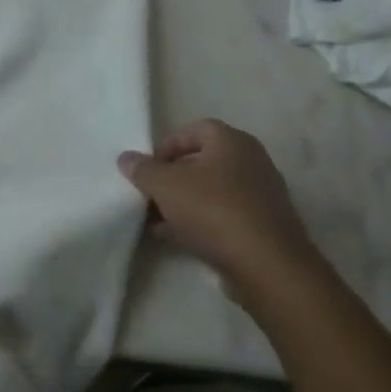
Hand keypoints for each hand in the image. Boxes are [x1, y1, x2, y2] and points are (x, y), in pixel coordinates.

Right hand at [118, 120, 319, 301]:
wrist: (264, 262)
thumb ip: (142, 169)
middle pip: (203, 161)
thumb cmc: (213, 209)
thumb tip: (126, 158)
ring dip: (182, 202)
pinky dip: (198, 221)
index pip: (196, 129)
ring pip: (211, 191)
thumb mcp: (165, 186)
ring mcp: (260, 195)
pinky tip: (174, 236)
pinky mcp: (262, 225)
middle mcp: (251, 162)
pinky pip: (222, 215)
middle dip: (172, 176)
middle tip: (149, 192)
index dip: (168, 144)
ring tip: (154, 219)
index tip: (148, 166)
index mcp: (232, 142)